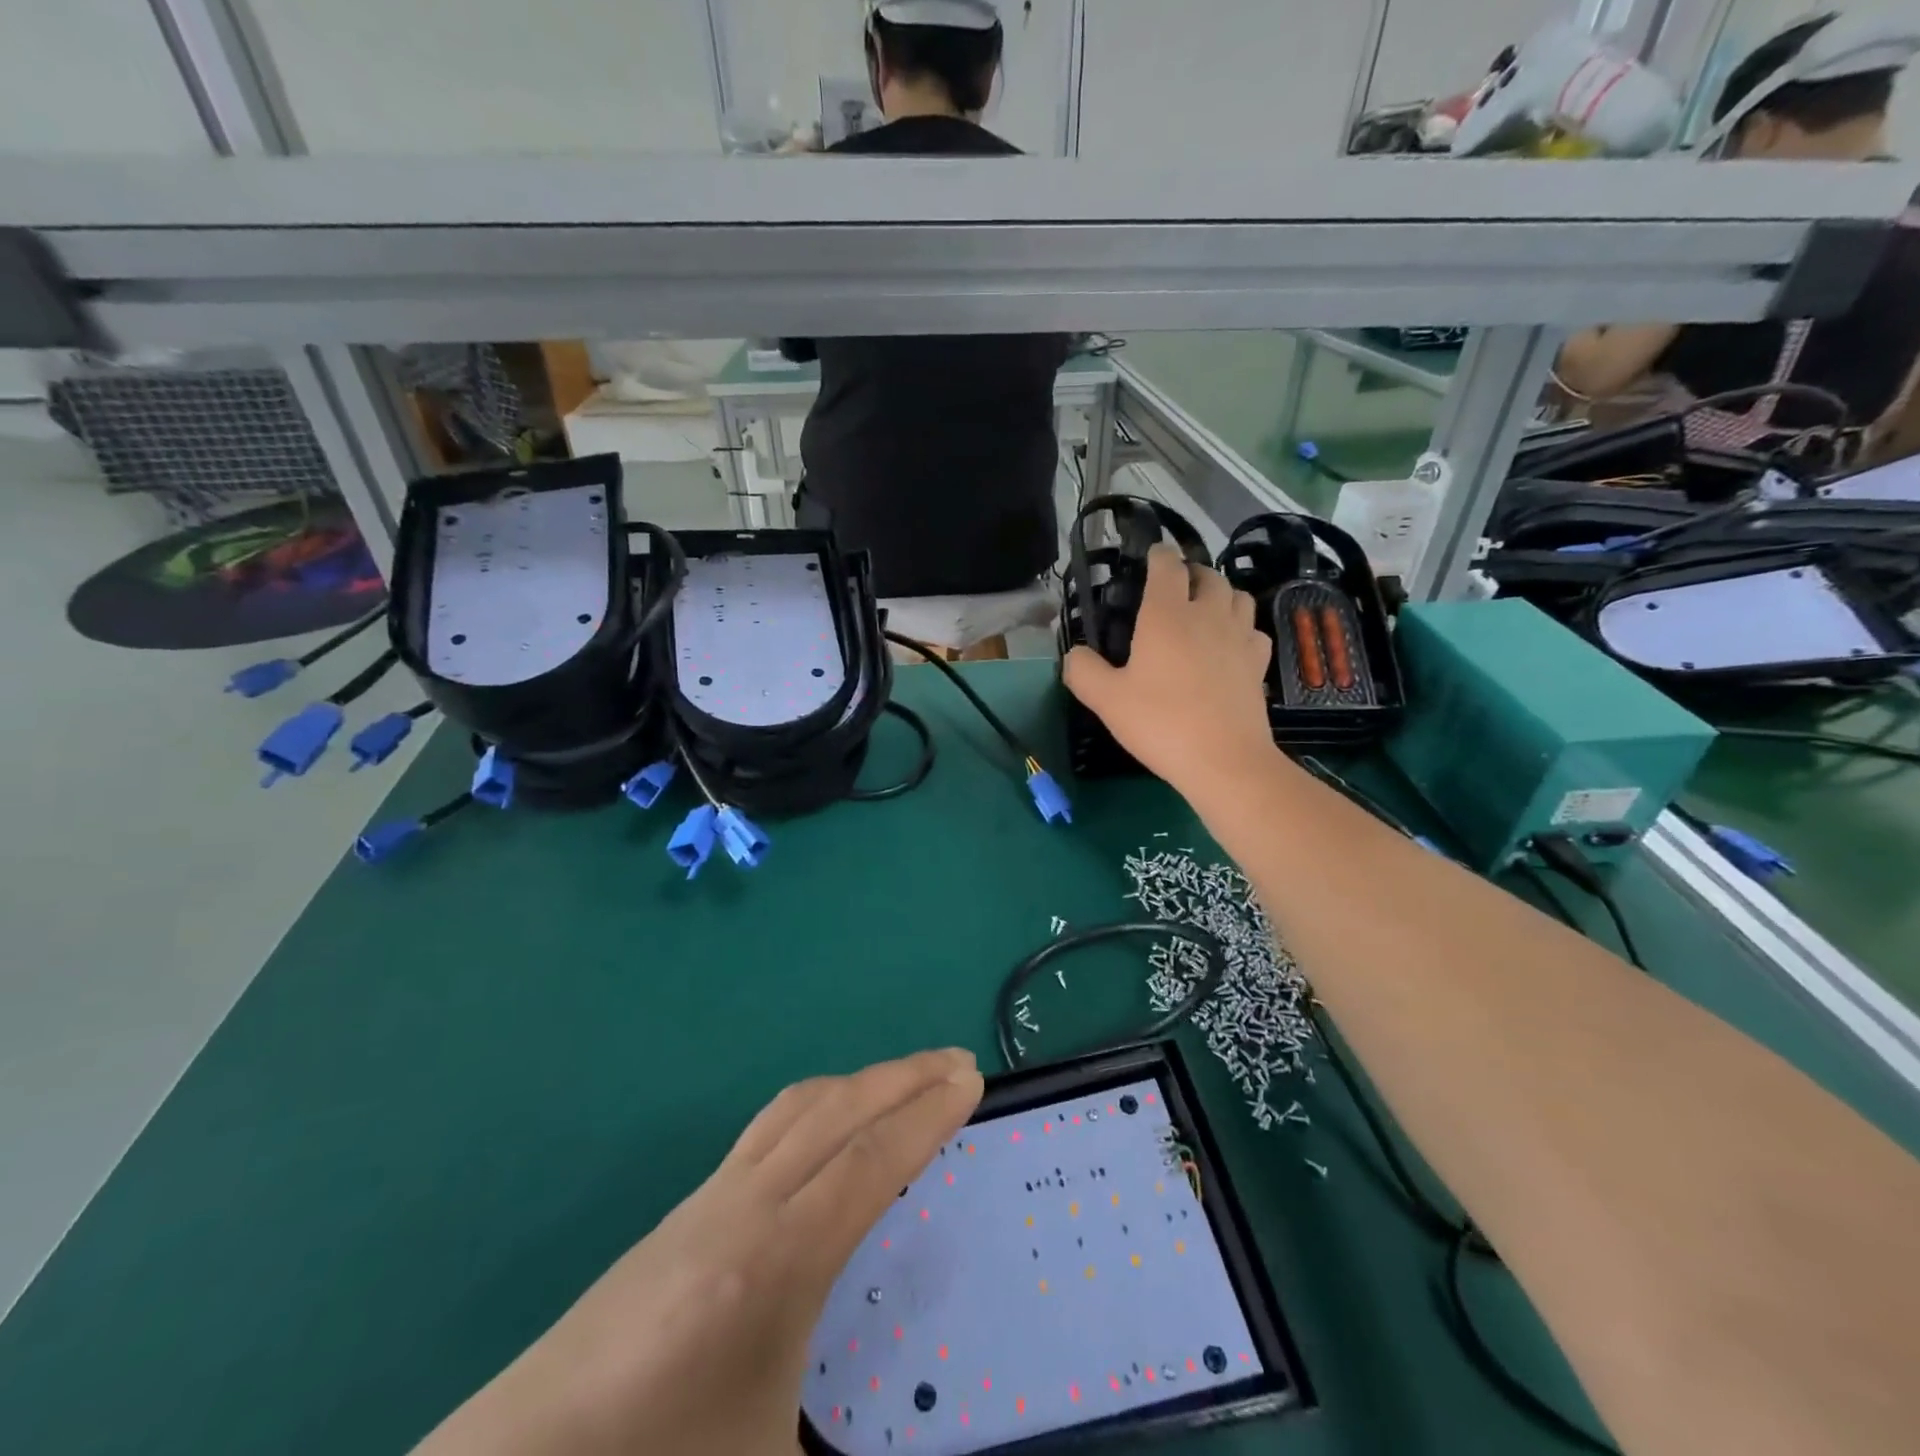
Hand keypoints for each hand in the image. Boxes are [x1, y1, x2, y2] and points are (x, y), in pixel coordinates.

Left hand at [414, 1049, 984, 1455]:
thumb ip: (850, 1452)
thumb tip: (927, 1442)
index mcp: (778, 1264)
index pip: (870, 1161)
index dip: (926, 1115)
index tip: (970, 1080)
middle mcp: (746, 1207)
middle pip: (839, 1112)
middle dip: (904, 1078)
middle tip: (957, 1061)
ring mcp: (710, 1199)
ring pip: (799, 1108)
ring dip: (860, 1082)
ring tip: (905, 1079)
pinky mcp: (685, 1208)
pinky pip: (768, 1127)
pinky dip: (820, 1104)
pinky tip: (829, 1127)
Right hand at [1063, 545, 1274, 800]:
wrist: (1223, 760)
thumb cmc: (1160, 723)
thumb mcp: (1106, 700)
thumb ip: (1082, 670)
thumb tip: (1074, 654)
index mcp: (1167, 615)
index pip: (1167, 566)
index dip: (1159, 555)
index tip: (1152, 556)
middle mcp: (1208, 615)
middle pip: (1208, 576)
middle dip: (1191, 573)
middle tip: (1175, 588)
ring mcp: (1239, 637)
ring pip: (1238, 596)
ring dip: (1220, 594)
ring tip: (1205, 610)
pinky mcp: (1258, 663)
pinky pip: (1253, 630)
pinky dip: (1241, 627)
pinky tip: (1230, 645)